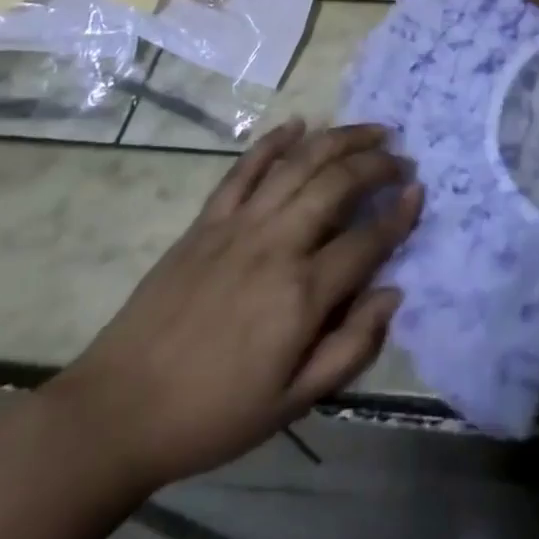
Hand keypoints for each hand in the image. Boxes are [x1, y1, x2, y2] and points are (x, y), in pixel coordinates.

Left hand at [49, 121, 421, 492]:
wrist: (118, 412)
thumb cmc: (213, 415)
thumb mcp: (292, 403)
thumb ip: (351, 347)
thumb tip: (392, 294)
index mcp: (301, 294)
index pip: (367, 239)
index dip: (400, 213)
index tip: (419, 191)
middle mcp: (276, 245)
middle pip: (338, 184)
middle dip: (377, 164)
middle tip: (401, 159)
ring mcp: (238, 226)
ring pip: (299, 164)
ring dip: (339, 139)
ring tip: (369, 131)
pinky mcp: (206, 221)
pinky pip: (244, 169)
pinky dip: (273, 141)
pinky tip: (298, 124)